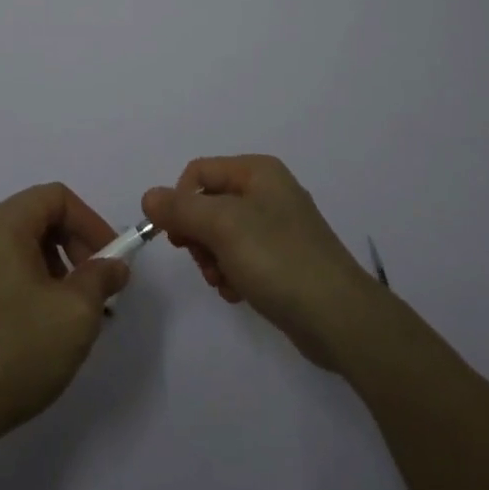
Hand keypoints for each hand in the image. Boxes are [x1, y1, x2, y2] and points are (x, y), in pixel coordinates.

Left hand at [0, 183, 131, 453]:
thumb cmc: (17, 350)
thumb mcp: (76, 313)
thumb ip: (102, 278)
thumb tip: (115, 265)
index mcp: (2, 225)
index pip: (56, 197)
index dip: (90, 221)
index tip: (111, 259)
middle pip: (39, 217)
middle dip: (76, 246)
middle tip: (97, 286)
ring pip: (24, 246)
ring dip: (58, 267)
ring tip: (76, 311)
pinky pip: (6, 269)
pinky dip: (34, 282)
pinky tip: (47, 324)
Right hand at [143, 154, 383, 369]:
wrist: (340, 318)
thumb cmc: (278, 259)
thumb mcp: (222, 226)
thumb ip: (181, 209)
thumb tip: (148, 196)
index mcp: (257, 171)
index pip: (198, 173)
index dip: (181, 202)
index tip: (179, 238)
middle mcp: (267, 191)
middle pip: (208, 204)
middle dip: (199, 237)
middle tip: (205, 263)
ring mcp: (278, 227)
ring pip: (221, 235)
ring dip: (213, 260)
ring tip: (225, 283)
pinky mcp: (283, 260)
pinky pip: (241, 258)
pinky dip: (232, 274)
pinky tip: (238, 294)